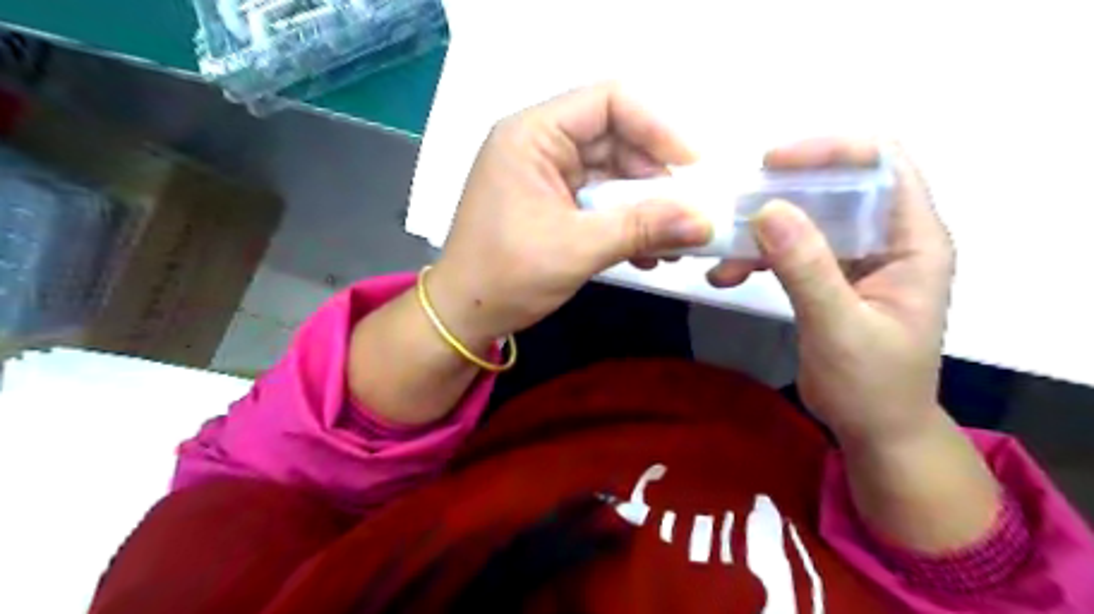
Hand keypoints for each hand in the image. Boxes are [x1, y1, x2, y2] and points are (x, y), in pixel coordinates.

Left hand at [431, 80, 713, 341]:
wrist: (464, 316)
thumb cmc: (507, 276)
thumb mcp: (578, 248)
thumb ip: (642, 228)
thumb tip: (704, 221)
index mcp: (532, 135)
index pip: (607, 102)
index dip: (656, 126)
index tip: (692, 166)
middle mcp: (539, 145)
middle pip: (615, 138)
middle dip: (655, 177)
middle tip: (687, 213)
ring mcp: (546, 175)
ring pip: (612, 173)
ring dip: (645, 205)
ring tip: (673, 242)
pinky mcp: (552, 203)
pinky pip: (600, 200)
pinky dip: (626, 221)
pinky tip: (647, 252)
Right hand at [716, 139, 954, 449]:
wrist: (875, 430)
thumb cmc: (873, 386)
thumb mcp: (840, 327)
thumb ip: (807, 269)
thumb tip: (767, 209)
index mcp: (912, 240)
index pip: (883, 163)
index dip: (831, 150)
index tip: (772, 164)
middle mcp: (886, 238)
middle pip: (835, 185)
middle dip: (781, 192)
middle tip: (733, 207)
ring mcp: (855, 257)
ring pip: (805, 218)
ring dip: (760, 230)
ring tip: (721, 255)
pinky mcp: (828, 276)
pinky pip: (789, 249)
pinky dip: (755, 257)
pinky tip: (725, 275)